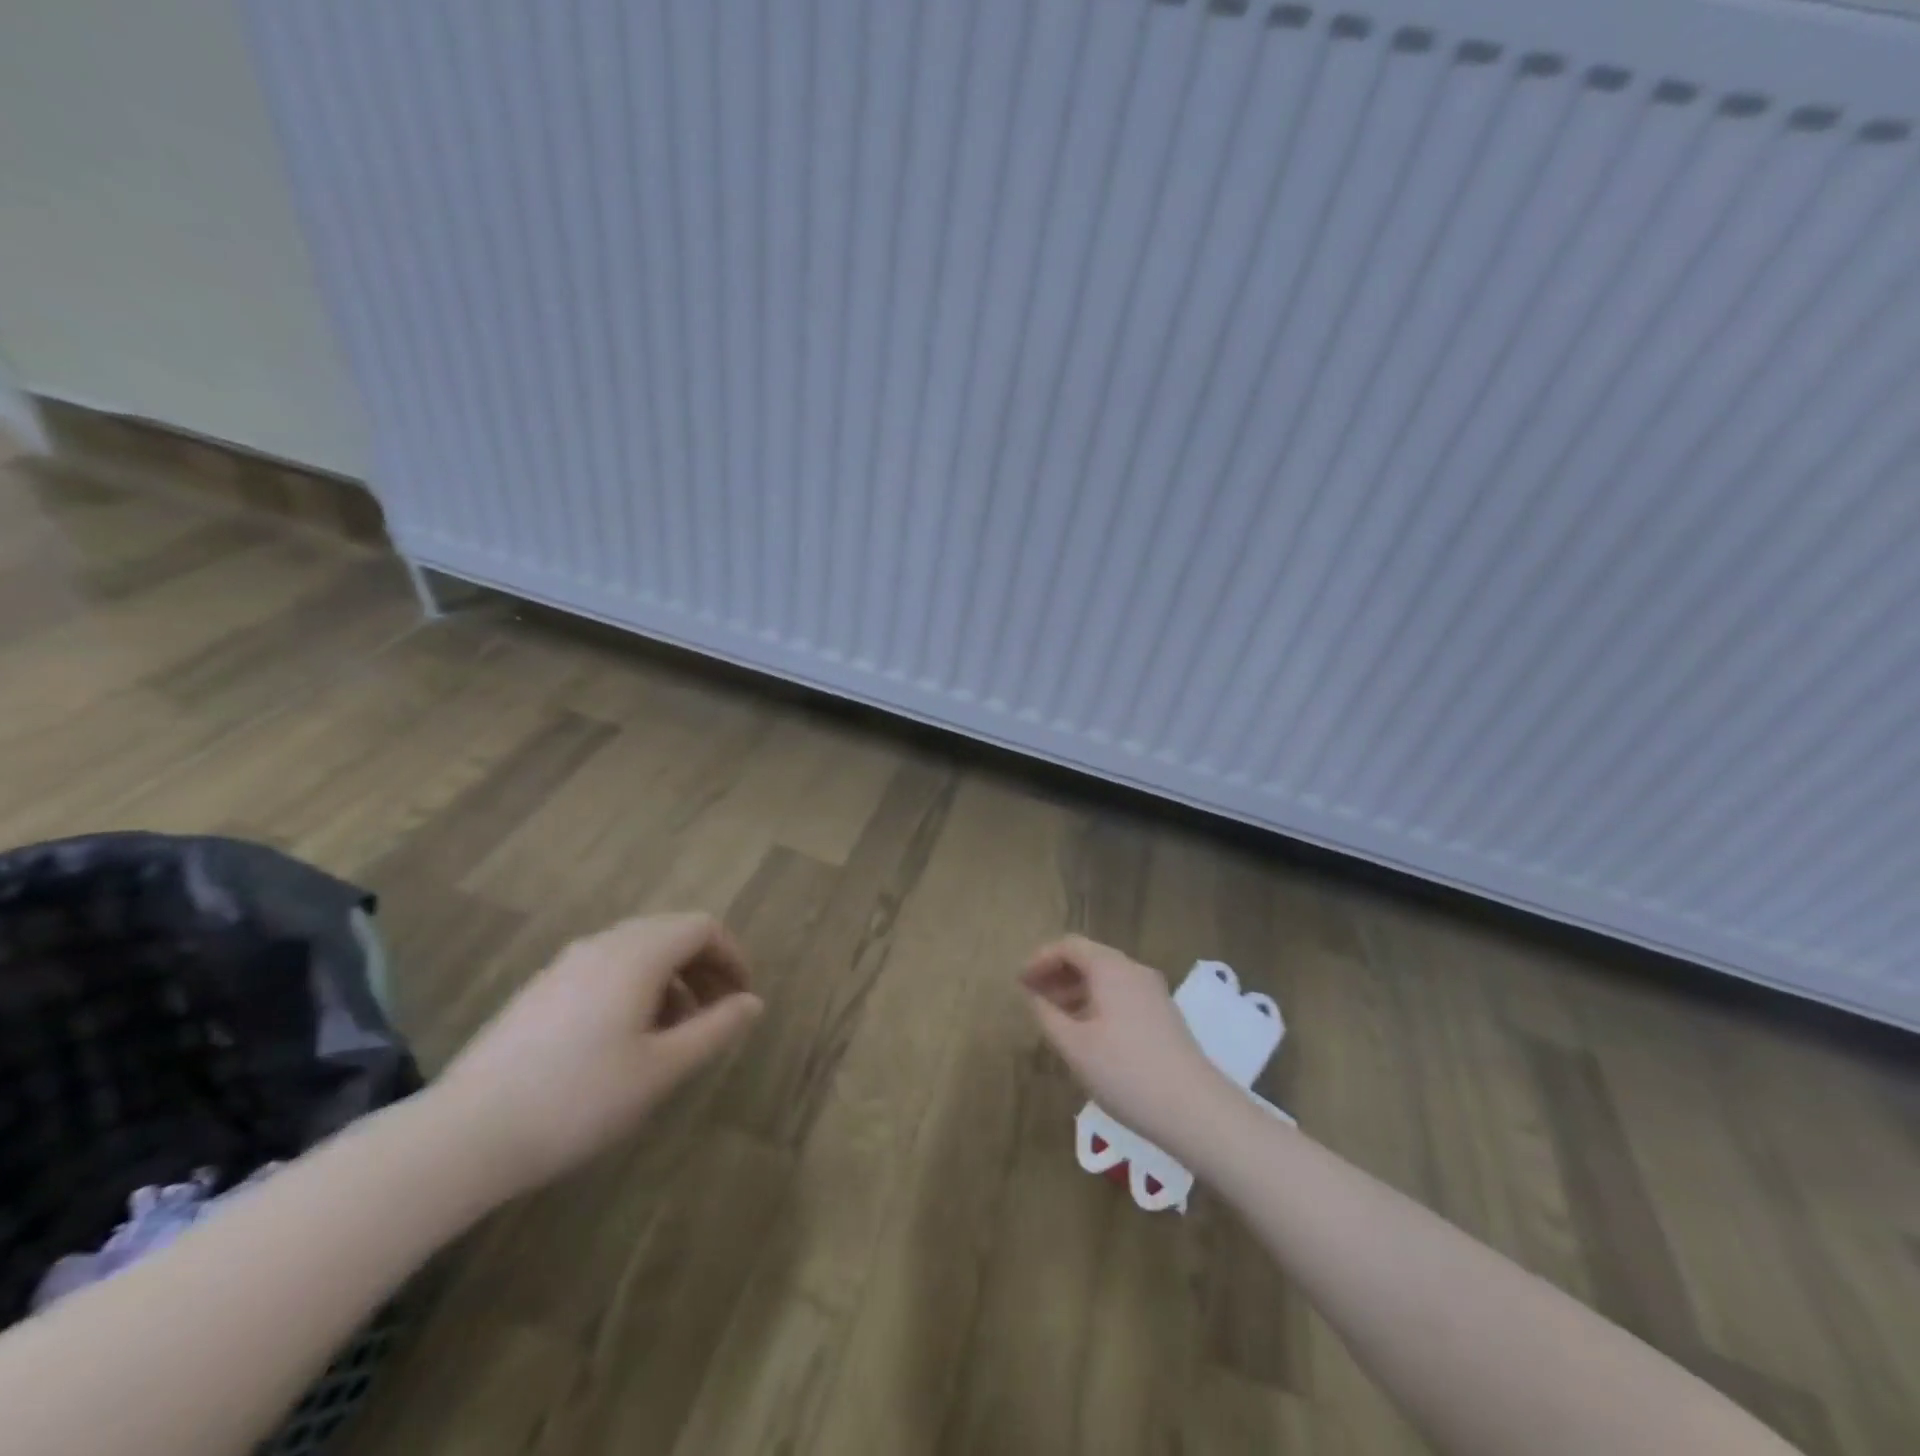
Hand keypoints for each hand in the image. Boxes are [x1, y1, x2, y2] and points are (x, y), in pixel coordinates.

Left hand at [432, 912, 762, 1196]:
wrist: (465, 1134)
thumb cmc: (579, 1098)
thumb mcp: (662, 1069)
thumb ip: (715, 1029)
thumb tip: (753, 1003)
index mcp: (637, 954)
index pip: (702, 928)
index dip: (731, 956)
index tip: (741, 998)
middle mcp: (603, 944)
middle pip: (670, 932)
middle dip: (703, 967)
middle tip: (715, 1014)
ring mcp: (566, 964)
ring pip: (637, 950)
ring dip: (669, 979)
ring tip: (674, 1034)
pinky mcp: (541, 988)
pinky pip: (605, 967)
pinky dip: (635, 987)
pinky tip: (624, 1039)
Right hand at [1019, 935, 1232, 1157]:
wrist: (1195, 1109)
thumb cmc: (1125, 1072)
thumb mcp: (1074, 1046)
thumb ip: (1047, 1016)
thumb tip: (1033, 996)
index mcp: (1111, 968)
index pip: (1069, 946)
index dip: (1041, 959)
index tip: (1020, 982)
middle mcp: (1134, 971)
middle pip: (1089, 958)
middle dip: (1057, 974)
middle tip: (1032, 997)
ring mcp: (1153, 993)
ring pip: (1106, 979)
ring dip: (1076, 990)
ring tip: (1054, 1018)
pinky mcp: (1164, 1016)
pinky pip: (1121, 995)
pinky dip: (1096, 1003)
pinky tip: (1086, 1033)